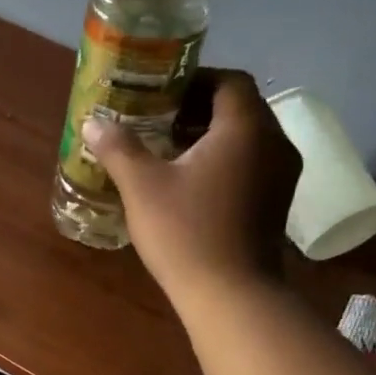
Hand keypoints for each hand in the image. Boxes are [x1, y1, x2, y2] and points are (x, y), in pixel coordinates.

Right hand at [81, 69, 300, 302]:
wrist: (231, 294)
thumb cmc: (186, 231)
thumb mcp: (142, 186)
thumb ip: (119, 147)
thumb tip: (94, 122)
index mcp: (245, 128)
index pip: (228, 81)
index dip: (193, 80)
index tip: (159, 95)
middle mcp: (274, 142)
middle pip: (239, 108)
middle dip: (197, 108)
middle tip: (156, 122)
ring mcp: (282, 174)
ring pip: (246, 137)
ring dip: (210, 136)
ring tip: (168, 152)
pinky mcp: (277, 201)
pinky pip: (251, 163)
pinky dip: (223, 160)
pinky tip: (190, 183)